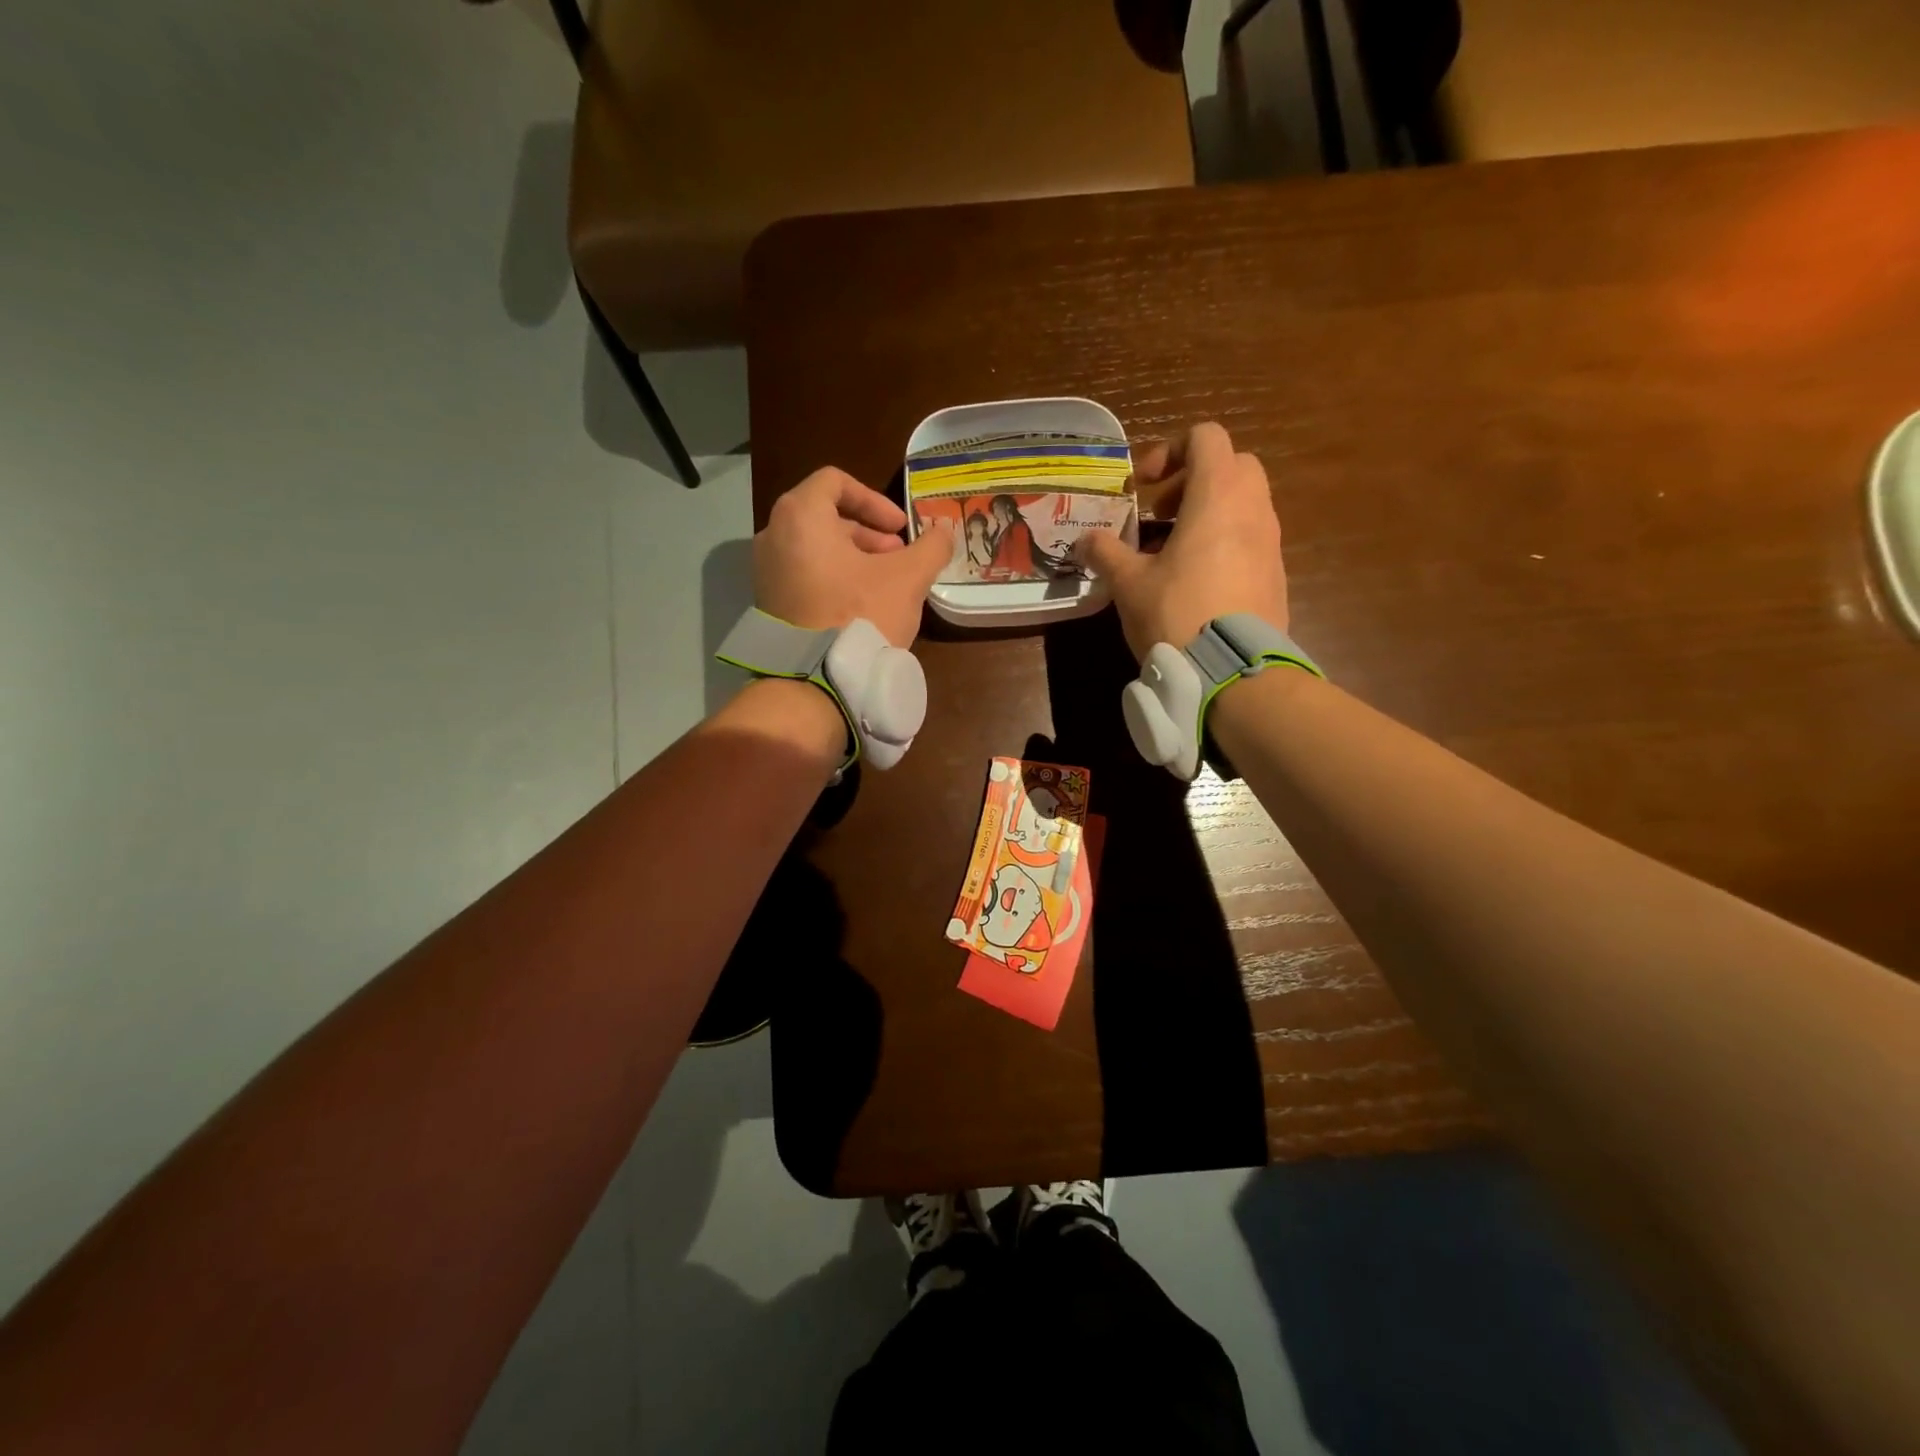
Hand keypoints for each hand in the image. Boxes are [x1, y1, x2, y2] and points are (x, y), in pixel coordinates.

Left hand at [755, 467, 952, 647]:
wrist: (815, 681)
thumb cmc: (860, 614)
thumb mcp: (907, 578)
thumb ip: (931, 547)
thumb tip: (944, 529)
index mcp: (800, 516)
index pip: (835, 482)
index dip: (874, 499)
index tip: (901, 528)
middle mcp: (773, 536)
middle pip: (826, 517)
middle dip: (869, 535)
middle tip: (899, 558)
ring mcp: (766, 572)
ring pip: (816, 549)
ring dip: (855, 558)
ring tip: (885, 585)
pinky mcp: (769, 604)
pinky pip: (805, 576)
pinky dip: (833, 579)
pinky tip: (861, 607)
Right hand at [1078, 422, 1289, 661]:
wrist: (1232, 672)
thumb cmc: (1176, 612)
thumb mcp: (1128, 583)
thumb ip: (1105, 553)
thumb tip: (1084, 541)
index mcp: (1217, 496)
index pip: (1206, 437)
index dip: (1170, 450)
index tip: (1142, 486)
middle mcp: (1253, 508)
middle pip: (1232, 465)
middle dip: (1193, 480)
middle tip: (1160, 514)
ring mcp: (1272, 541)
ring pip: (1245, 503)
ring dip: (1208, 513)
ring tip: (1173, 551)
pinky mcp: (1277, 574)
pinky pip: (1252, 538)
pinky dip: (1225, 541)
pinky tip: (1197, 581)